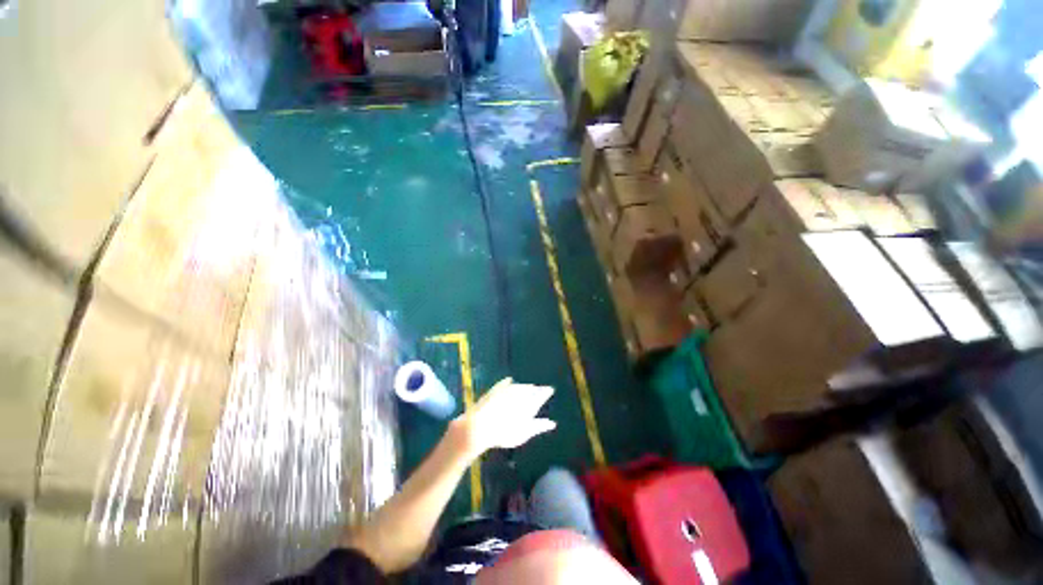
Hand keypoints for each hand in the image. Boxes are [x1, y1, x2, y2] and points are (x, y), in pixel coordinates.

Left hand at [455, 377, 556, 456]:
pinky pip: (505, 383)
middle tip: (540, 390)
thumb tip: (552, 423)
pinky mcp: (496, 388)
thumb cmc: (505, 433)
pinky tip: (509, 381)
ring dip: (524, 386)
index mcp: (530, 402)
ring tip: (528, 388)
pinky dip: (509, 382)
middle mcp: (521, 392)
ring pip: (520, 385)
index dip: (546, 391)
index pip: (542, 393)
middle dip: (536, 389)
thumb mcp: (524, 433)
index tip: (550, 389)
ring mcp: (507, 389)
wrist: (480, 425)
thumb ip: (539, 426)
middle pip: (531, 388)